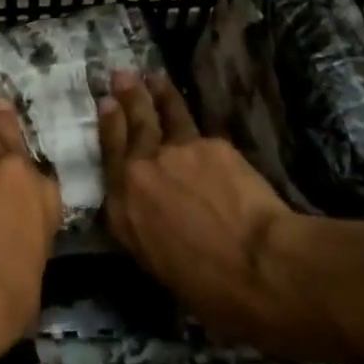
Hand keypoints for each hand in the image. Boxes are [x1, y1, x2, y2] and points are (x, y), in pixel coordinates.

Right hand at [100, 71, 334, 354]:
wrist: (257, 265)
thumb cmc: (210, 289)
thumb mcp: (160, 266)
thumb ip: (147, 230)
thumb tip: (154, 217)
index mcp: (123, 211)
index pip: (110, 158)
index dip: (108, 127)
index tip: (106, 104)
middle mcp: (140, 172)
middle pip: (132, 125)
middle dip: (126, 97)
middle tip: (122, 74)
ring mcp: (174, 152)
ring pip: (163, 114)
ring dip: (155, 92)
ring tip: (152, 76)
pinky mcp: (209, 144)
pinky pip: (197, 128)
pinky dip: (191, 118)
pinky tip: (195, 117)